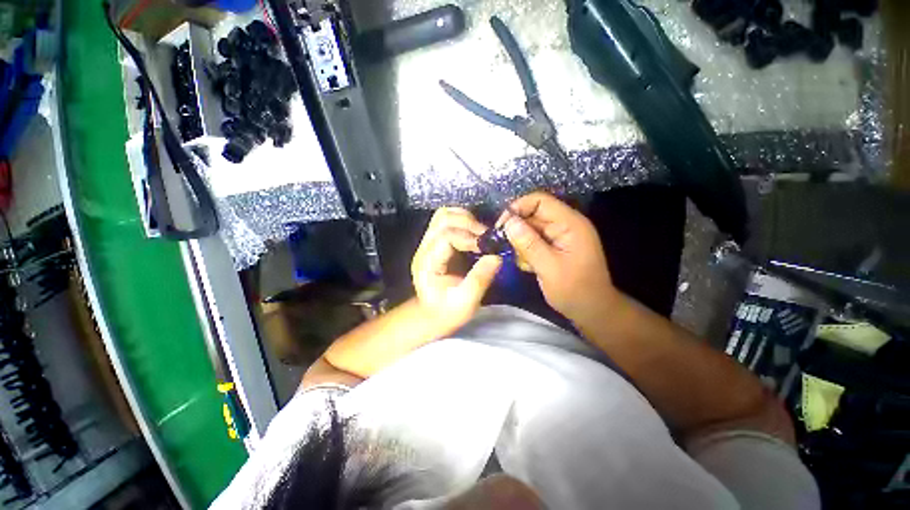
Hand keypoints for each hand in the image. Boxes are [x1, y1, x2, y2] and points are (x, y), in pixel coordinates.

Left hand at [411, 207, 502, 333]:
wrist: (432, 315)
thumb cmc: (447, 312)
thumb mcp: (466, 302)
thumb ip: (479, 279)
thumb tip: (496, 257)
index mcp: (428, 263)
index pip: (446, 236)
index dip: (468, 238)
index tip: (486, 247)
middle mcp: (425, 248)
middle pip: (443, 219)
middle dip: (468, 223)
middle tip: (487, 237)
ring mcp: (428, 243)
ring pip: (444, 215)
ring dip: (466, 219)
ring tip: (482, 234)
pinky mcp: (436, 242)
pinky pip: (447, 221)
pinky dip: (464, 221)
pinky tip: (475, 234)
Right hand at [499, 192, 614, 321]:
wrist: (592, 311)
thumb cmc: (575, 291)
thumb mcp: (549, 267)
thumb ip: (528, 243)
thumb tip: (508, 222)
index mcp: (569, 224)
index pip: (540, 201)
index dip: (518, 208)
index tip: (501, 226)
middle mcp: (564, 225)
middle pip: (532, 214)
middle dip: (516, 230)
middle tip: (506, 248)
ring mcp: (558, 237)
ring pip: (529, 229)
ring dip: (520, 244)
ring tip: (523, 262)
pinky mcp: (553, 247)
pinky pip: (532, 241)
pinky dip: (525, 252)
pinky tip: (528, 267)